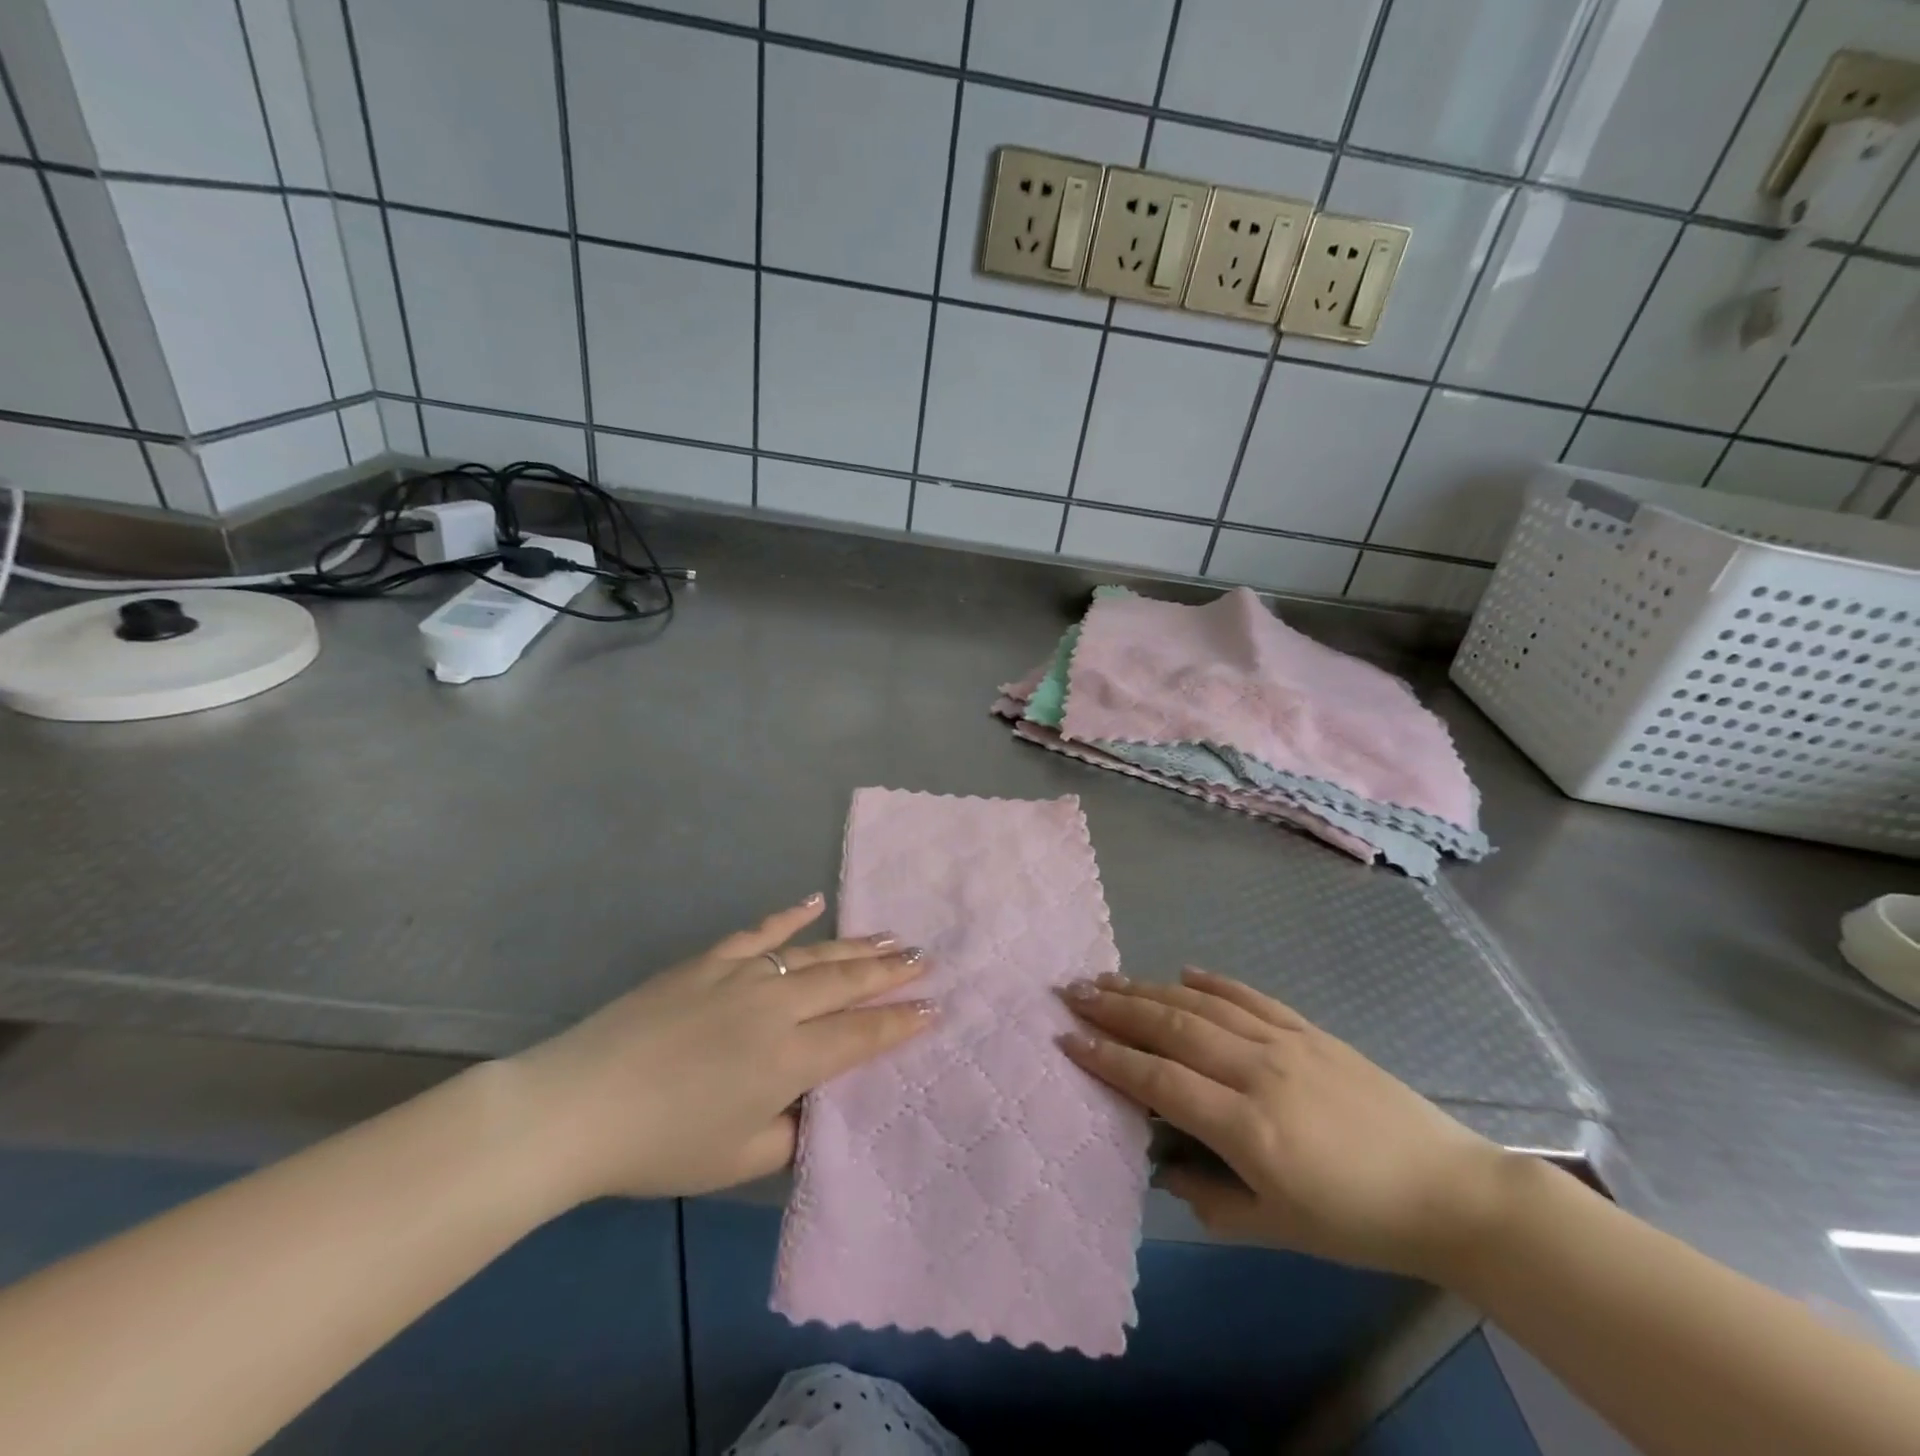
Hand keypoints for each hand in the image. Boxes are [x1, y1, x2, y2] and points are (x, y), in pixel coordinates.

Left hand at [510, 896, 933, 1204]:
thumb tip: (812, 1106)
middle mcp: (776, 1007)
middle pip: (846, 982)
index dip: (901, 1022)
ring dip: (856, 944)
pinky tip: (813, 901)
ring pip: (813, 953)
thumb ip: (790, 1134)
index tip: (936, 1006)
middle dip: (891, 971)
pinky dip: (789, 916)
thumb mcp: (738, 1159)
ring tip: (890, 935)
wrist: (578, 1105)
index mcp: (789, 1058)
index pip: (861, 1034)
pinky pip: (760, 931)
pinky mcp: (709, 959)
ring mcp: (742, 974)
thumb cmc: (661, 1144)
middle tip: (926, 957)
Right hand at [1061, 968, 1512, 1281]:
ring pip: (1201, 1004)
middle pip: (1171, 1028)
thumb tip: (1162, 1166)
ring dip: (1149, 988)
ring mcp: (1285, 1042)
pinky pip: (1249, 996)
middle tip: (1072, 992)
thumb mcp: (1279, 1229)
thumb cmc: (1358, 1221)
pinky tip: (1183, 972)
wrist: (1449, 1191)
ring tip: (1108, 977)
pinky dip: (1211, 981)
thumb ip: (1210, 1199)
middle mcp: (1257, 1071)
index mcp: (1247, 1127)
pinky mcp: (1309, 1030)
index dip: (1109, 1059)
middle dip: (1115, 1008)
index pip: (1159, 1081)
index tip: (1068, 1039)